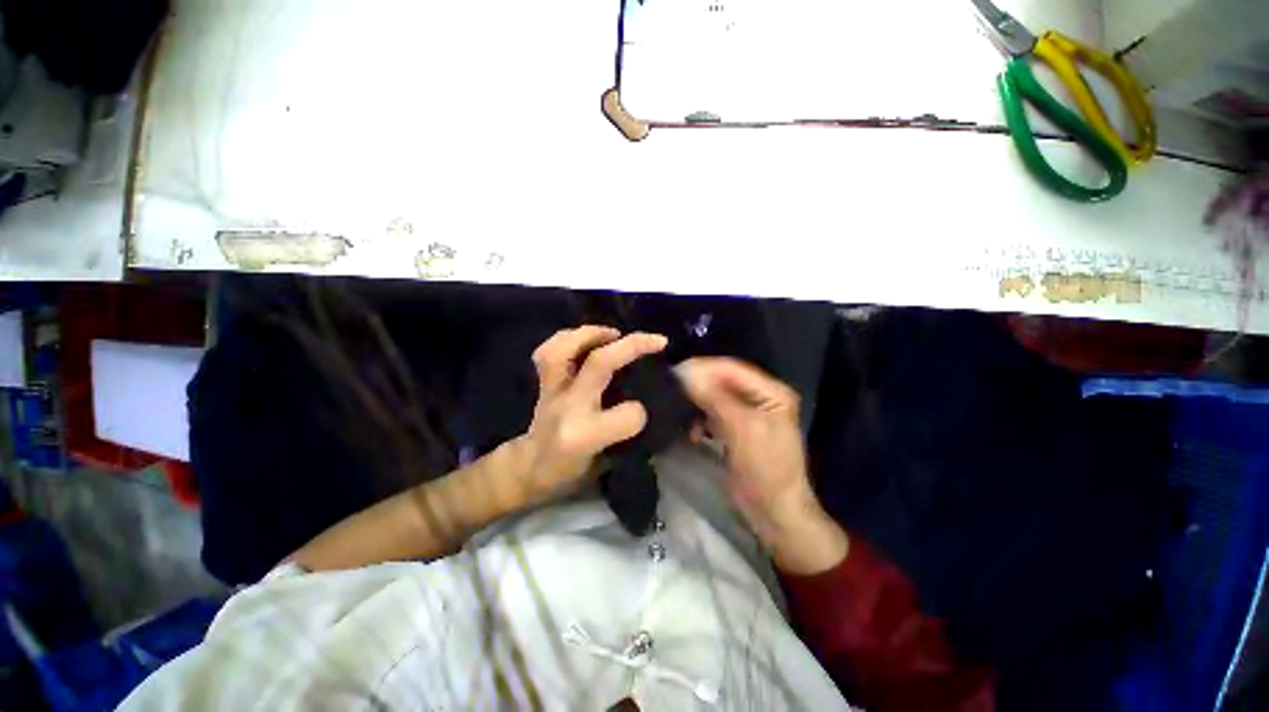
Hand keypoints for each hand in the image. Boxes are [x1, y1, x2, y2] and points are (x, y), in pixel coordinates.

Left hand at [505, 326, 667, 508]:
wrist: (527, 470)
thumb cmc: (568, 473)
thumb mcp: (603, 468)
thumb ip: (625, 439)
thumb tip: (645, 409)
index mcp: (585, 435)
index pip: (627, 415)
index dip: (641, 412)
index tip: (644, 412)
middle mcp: (567, 407)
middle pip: (599, 364)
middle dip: (631, 346)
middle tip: (655, 341)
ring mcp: (551, 390)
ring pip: (566, 348)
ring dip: (593, 333)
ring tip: (615, 334)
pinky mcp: (542, 381)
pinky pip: (548, 350)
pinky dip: (568, 337)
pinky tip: (586, 339)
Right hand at [678, 358, 847, 574]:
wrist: (774, 512)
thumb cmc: (765, 468)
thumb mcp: (742, 428)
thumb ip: (715, 398)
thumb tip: (686, 373)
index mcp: (771, 391)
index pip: (731, 368)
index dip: (703, 368)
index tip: (675, 372)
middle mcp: (760, 397)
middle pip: (722, 381)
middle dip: (697, 386)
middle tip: (670, 389)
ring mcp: (747, 414)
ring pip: (714, 397)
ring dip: (697, 404)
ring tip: (680, 412)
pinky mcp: (735, 429)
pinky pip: (713, 414)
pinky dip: (701, 420)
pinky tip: (694, 433)